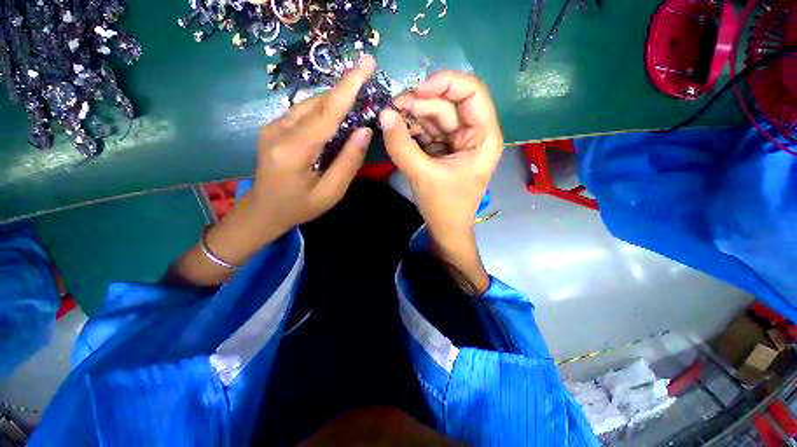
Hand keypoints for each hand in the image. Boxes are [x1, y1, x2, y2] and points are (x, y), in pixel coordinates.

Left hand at [164, 56, 375, 286]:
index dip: (347, 88)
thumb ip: (348, 162)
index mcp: (293, 151)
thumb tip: (364, 131)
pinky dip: (324, 110)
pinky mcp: (274, 127)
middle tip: (368, 78)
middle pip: (318, 104)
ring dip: (335, 101)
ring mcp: (273, 126)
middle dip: (345, 91)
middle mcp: (279, 130)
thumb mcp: (330, 193)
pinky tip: (337, 117)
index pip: (325, 114)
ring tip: (357, 100)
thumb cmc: (299, 207)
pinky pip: (304, 112)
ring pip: (310, 105)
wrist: (263, 211)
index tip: (365, 65)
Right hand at [379, 71, 502, 292]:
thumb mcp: (423, 176)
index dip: (445, 83)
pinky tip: (398, 130)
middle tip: (393, 108)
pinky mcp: (443, 149)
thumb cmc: (445, 206)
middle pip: (448, 103)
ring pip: (435, 116)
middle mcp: (473, 134)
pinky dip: (412, 128)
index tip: (416, 91)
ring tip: (391, 118)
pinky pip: (427, 130)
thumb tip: (384, 115)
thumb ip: (402, 146)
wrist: (445, 228)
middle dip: (420, 103)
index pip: (472, 92)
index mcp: (483, 137)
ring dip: (412, 115)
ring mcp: (457, 141)